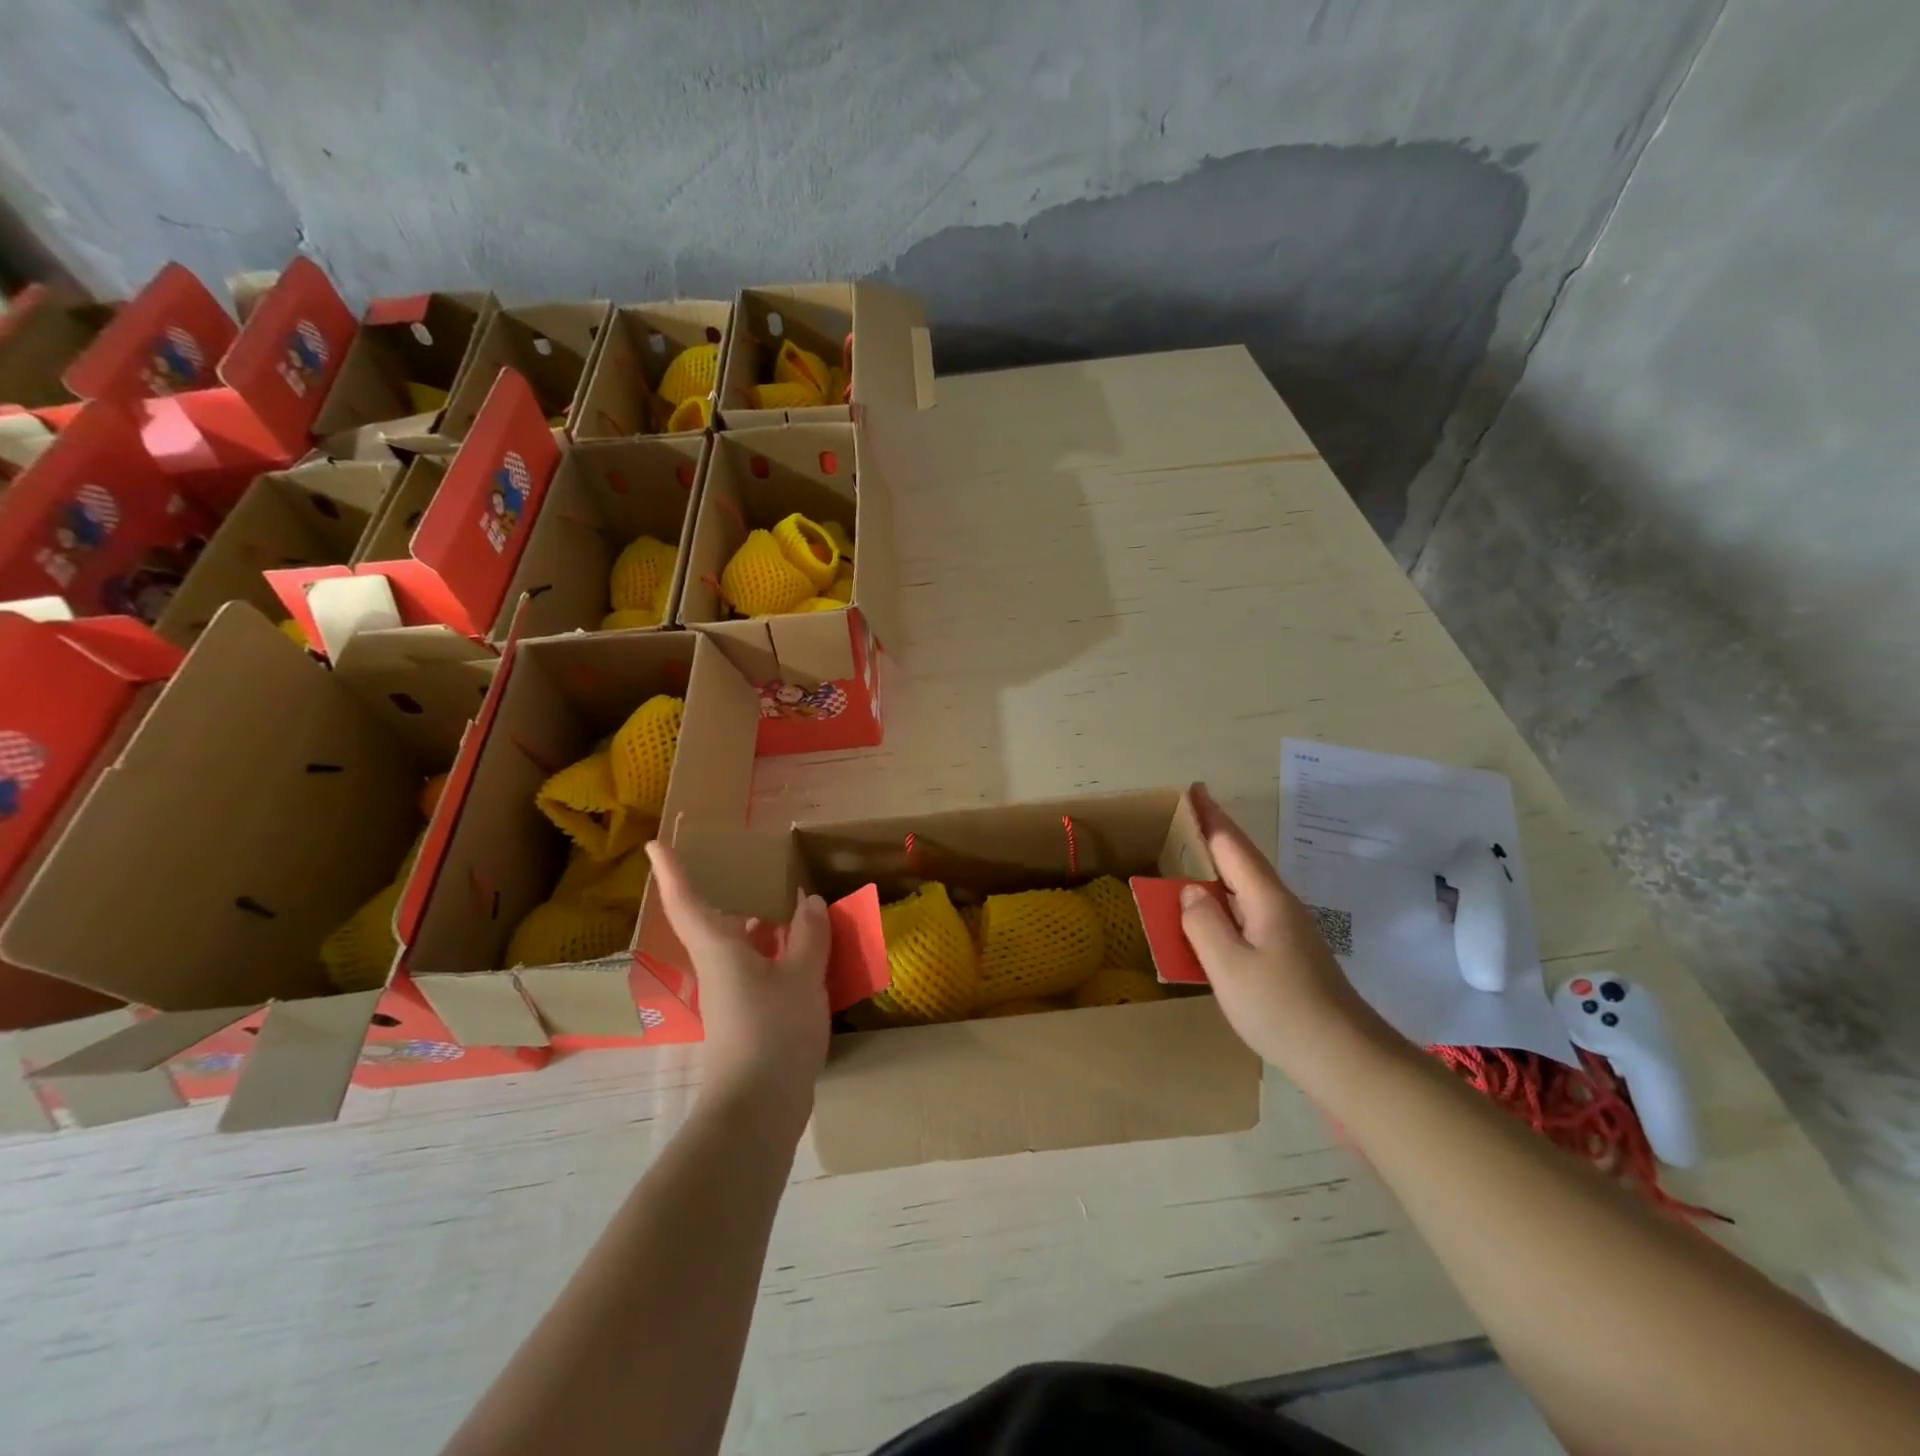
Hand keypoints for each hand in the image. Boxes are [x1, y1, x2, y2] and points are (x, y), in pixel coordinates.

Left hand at [645, 841, 831, 1123]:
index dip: (671, 871)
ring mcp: (732, 994)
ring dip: (763, 923)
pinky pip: (761, 968)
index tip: (655, 844)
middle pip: (717, 921)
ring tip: (793, 901)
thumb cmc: (773, 1031)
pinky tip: (807, 950)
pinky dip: (779, 952)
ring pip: (742, 946)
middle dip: (730, 893)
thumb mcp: (802, 975)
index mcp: (720, 949)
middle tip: (753, 866)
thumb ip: (808, 934)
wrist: (758, 1107)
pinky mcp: (749, 1016)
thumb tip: (807, 902)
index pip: (688, 902)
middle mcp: (719, 967)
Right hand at [1179, 785, 1396, 1072]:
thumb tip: (1191, 891)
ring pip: (1247, 886)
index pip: (1232, 846)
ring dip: (1221, 865)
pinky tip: (1216, 910)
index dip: (1211, 817)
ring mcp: (1289, 930)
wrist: (1346, 1058)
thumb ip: (1203, 923)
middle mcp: (1280, 906)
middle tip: (1187, 815)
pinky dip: (1227, 896)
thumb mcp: (1229, 966)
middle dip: (1216, 834)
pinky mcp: (1290, 953)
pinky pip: (1249, 910)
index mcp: (1266, 900)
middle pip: (1243, 860)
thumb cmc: (1282, 1009)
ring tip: (1193, 856)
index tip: (1194, 789)